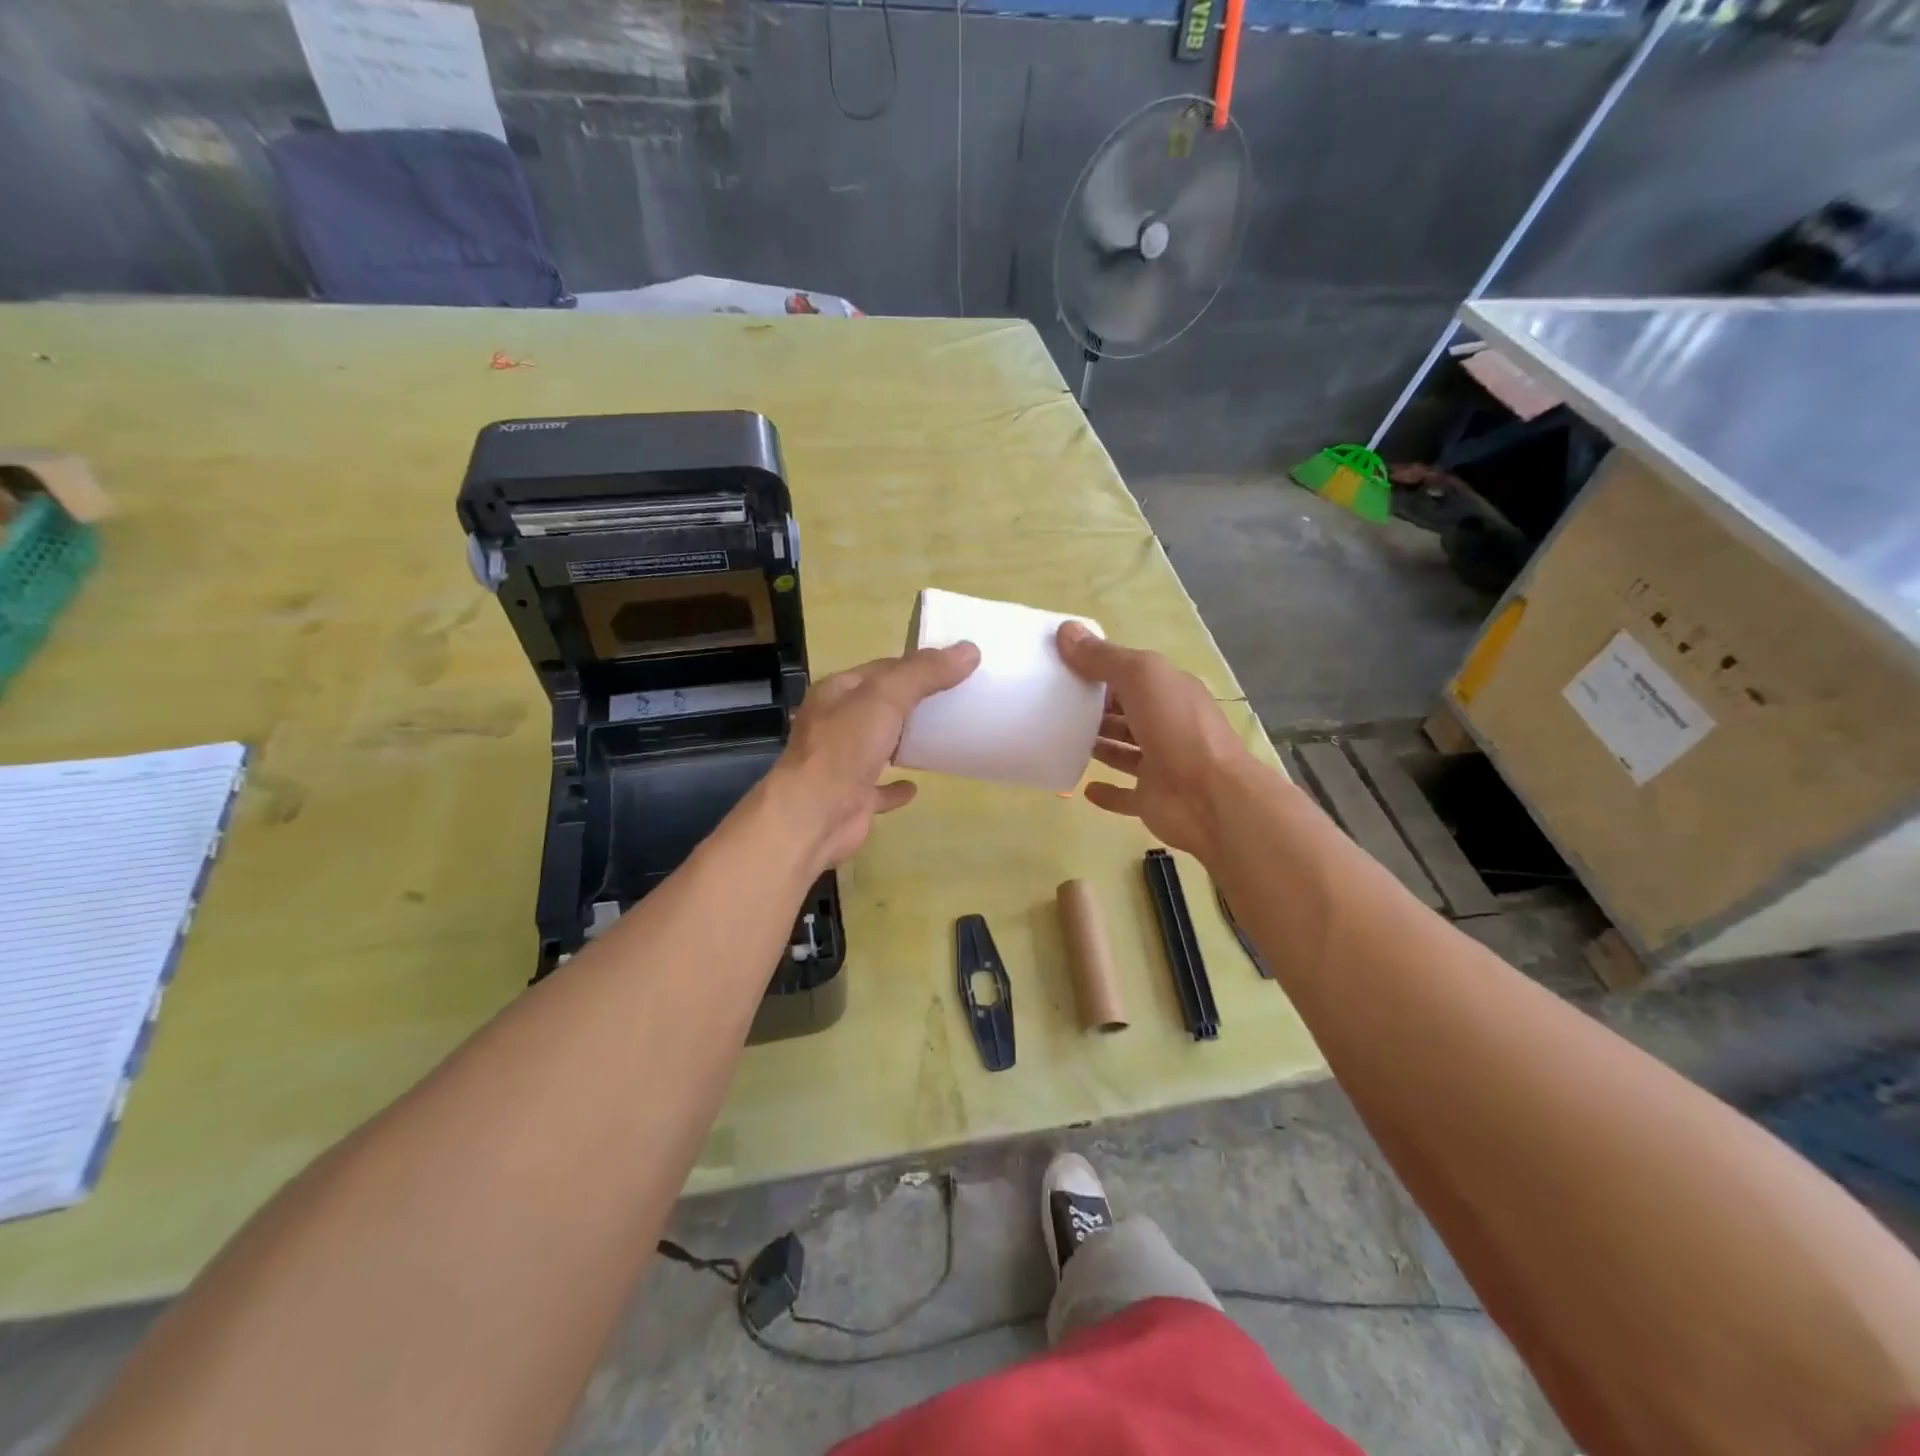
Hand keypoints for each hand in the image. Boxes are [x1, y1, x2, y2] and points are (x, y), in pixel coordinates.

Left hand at [767, 643, 980, 870]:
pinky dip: (897, 786)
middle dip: (912, 700)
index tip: (953, 666)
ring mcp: (843, 762)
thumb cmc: (845, 747)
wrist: (814, 815)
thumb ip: (925, 673)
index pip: (882, 668)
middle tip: (956, 698)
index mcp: (838, 692)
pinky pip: (880, 787)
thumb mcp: (886, 697)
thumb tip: (969, 650)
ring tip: (942, 735)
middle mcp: (836, 723)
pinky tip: (917, 786)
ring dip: (904, 739)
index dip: (916, 665)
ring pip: (879, 744)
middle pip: (880, 705)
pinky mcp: (853, 798)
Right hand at [1056, 622, 1254, 860]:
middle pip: (1127, 712)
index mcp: (1170, 692)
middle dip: (1097, 708)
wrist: (1209, 797)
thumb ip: (1104, 658)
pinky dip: (1107, 792)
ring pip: (1124, 751)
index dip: (1100, 670)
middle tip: (1054, 705)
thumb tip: (1065, 630)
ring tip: (1062, 739)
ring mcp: (1161, 765)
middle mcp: (1168, 725)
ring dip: (1100, 745)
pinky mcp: (1152, 800)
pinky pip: (1125, 795)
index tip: (1062, 669)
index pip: (1132, 676)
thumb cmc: (1177, 728)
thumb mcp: (1141, 678)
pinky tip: (1085, 788)